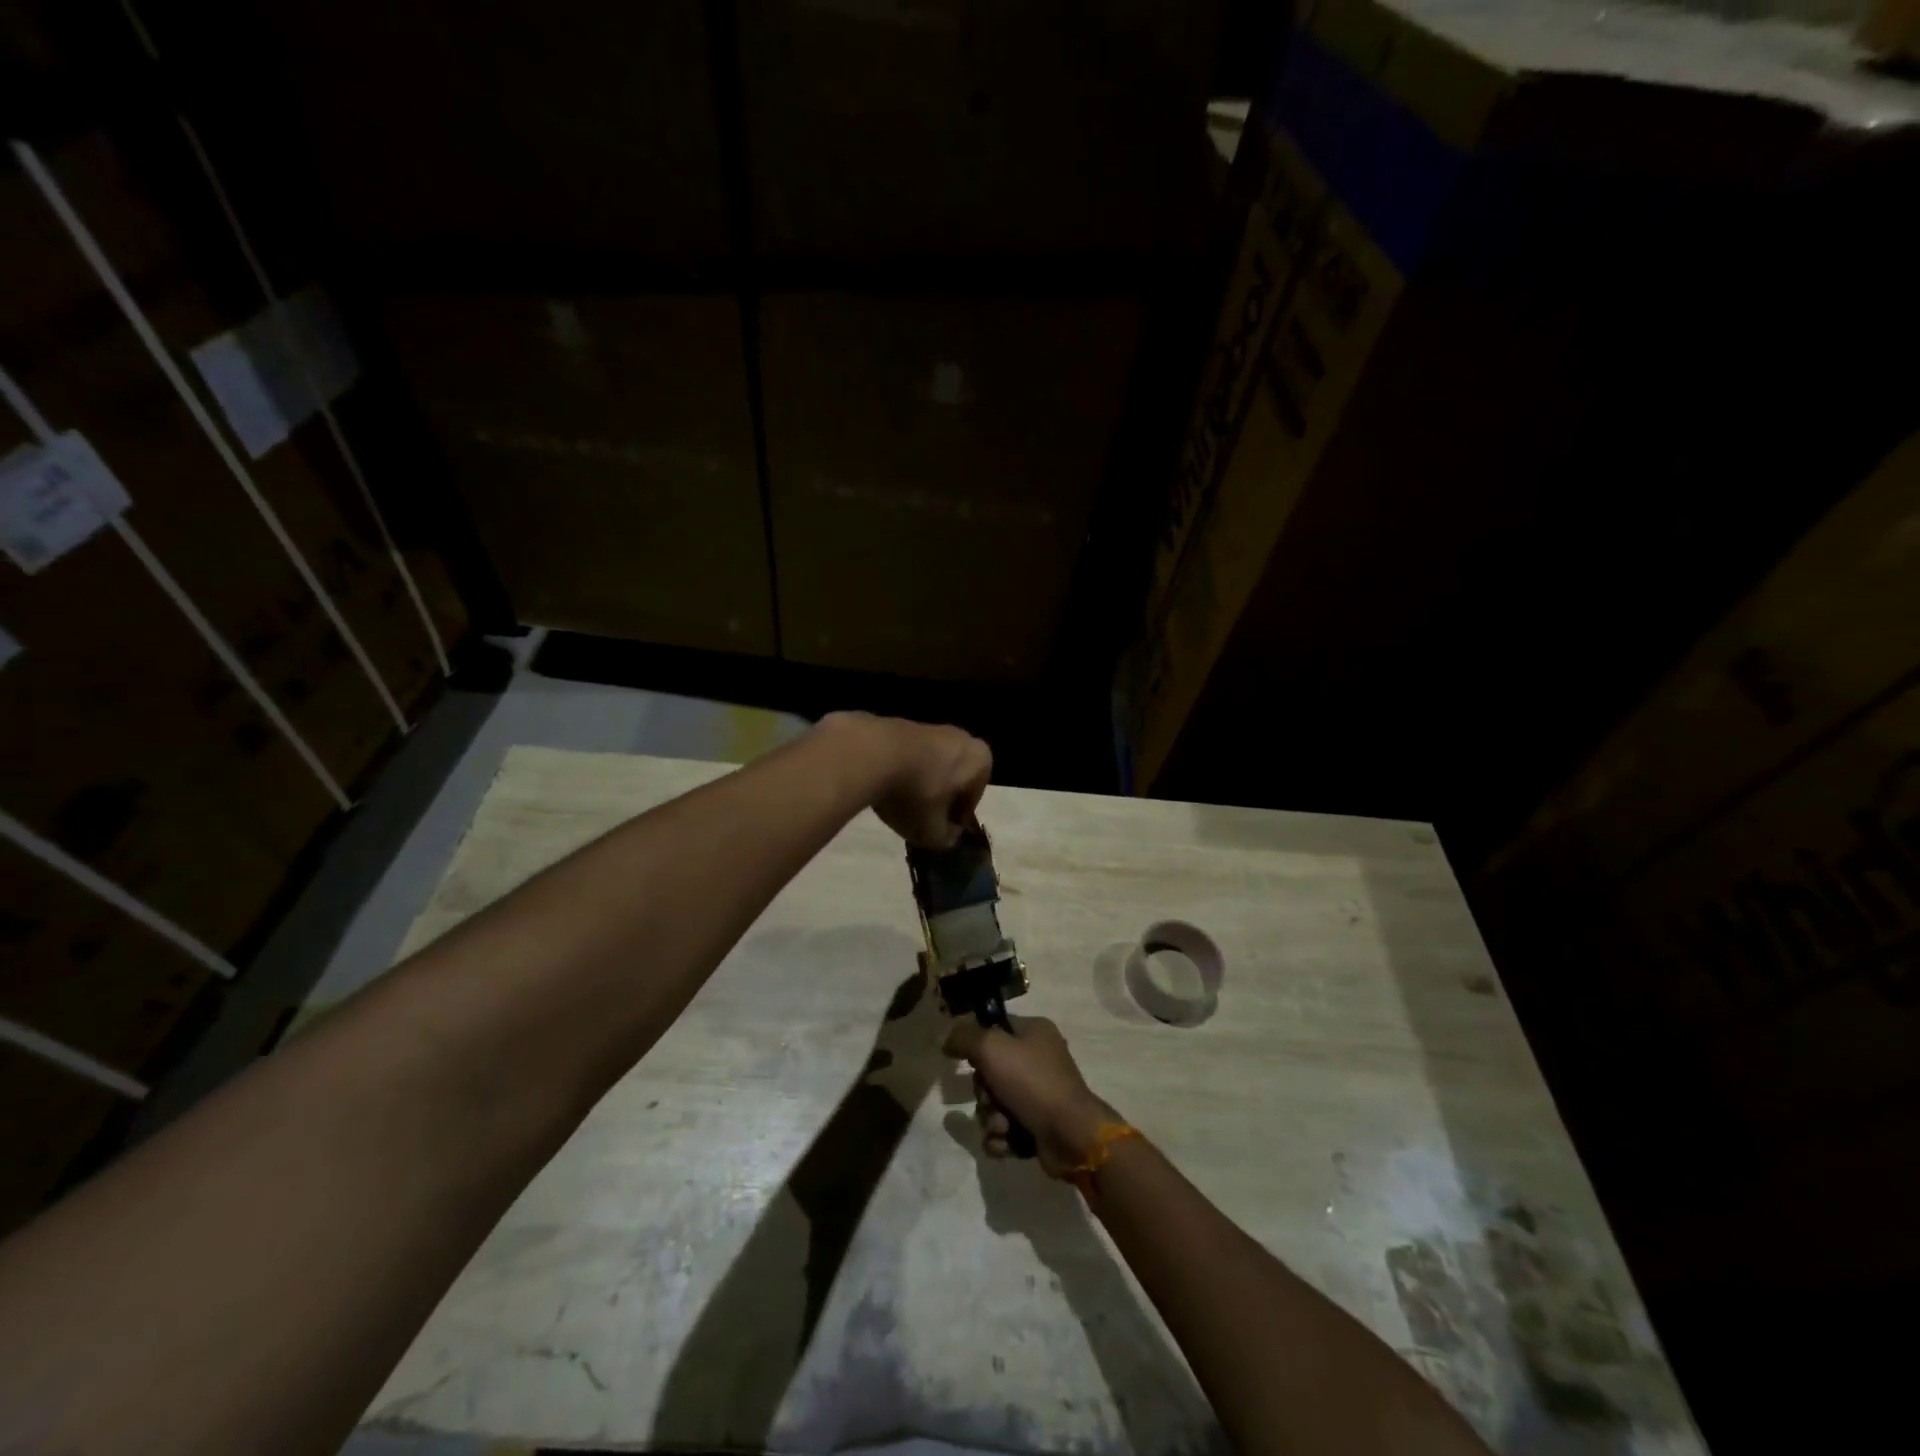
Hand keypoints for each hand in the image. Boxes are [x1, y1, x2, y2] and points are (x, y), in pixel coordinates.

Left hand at [824, 712, 991, 848]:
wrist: (869, 753)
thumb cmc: (915, 794)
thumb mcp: (932, 832)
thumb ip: (946, 839)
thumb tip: (948, 835)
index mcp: (981, 760)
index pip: (971, 800)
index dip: (953, 820)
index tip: (936, 832)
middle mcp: (962, 738)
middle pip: (953, 779)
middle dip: (938, 799)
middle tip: (919, 818)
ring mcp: (931, 727)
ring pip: (931, 766)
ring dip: (919, 784)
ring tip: (898, 804)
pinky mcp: (902, 724)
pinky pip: (909, 756)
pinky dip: (901, 771)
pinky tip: (884, 786)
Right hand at [943, 1015, 1118, 1176]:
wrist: (1071, 1135)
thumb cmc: (1032, 1082)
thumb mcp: (992, 1048)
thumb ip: (964, 1037)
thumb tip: (947, 1038)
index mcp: (1034, 1032)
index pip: (995, 1028)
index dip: (978, 1045)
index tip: (968, 1059)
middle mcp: (1037, 1059)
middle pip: (989, 1071)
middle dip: (984, 1092)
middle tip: (991, 1098)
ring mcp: (1038, 1094)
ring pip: (993, 1103)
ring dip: (991, 1118)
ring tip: (1003, 1126)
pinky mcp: (1037, 1125)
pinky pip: (1004, 1129)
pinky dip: (1001, 1137)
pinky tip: (1008, 1141)